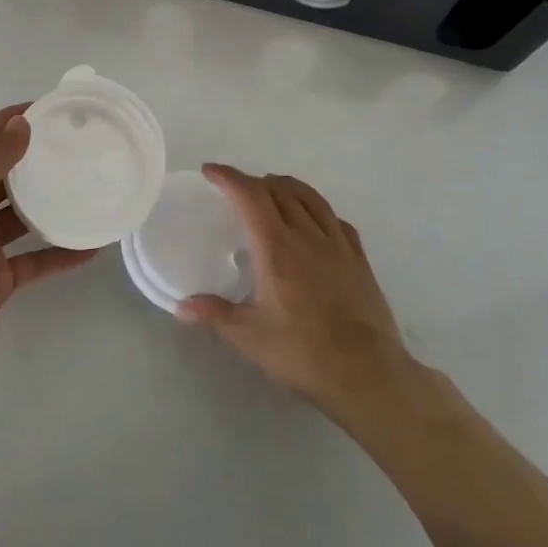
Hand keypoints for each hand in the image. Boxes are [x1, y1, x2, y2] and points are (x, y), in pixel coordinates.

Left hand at [0, 104, 96, 362]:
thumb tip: (22, 122)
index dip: (6, 122)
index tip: (43, 110)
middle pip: (2, 176)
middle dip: (31, 161)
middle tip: (72, 147)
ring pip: (21, 218)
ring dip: (49, 206)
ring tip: (84, 188)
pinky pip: (36, 261)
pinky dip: (61, 254)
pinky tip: (90, 245)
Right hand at [179, 165, 419, 428]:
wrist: (367, 374)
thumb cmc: (303, 353)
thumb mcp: (250, 337)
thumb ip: (215, 314)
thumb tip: (180, 307)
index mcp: (277, 248)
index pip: (251, 196)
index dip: (229, 177)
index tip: (210, 172)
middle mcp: (307, 235)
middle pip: (279, 190)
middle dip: (253, 182)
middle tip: (235, 191)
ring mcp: (338, 244)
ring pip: (310, 197)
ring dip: (286, 187)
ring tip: (272, 191)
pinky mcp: (359, 258)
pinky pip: (335, 219)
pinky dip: (317, 209)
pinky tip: (314, 221)